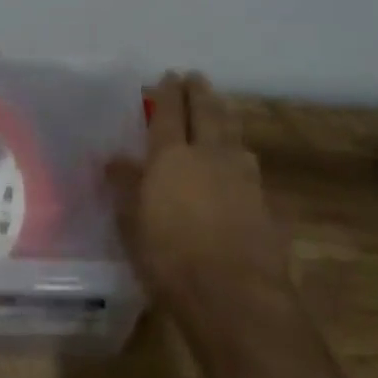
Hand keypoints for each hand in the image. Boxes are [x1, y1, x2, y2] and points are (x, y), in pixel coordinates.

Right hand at [107, 71, 292, 318]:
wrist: (238, 301)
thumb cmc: (173, 260)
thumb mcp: (133, 224)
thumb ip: (125, 186)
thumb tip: (114, 159)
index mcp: (171, 154)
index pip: (169, 110)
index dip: (168, 91)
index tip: (169, 76)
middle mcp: (208, 154)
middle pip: (206, 111)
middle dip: (200, 92)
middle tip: (195, 78)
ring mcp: (241, 176)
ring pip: (233, 132)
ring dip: (224, 115)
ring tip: (220, 108)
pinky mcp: (264, 203)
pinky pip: (249, 164)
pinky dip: (240, 152)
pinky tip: (241, 159)